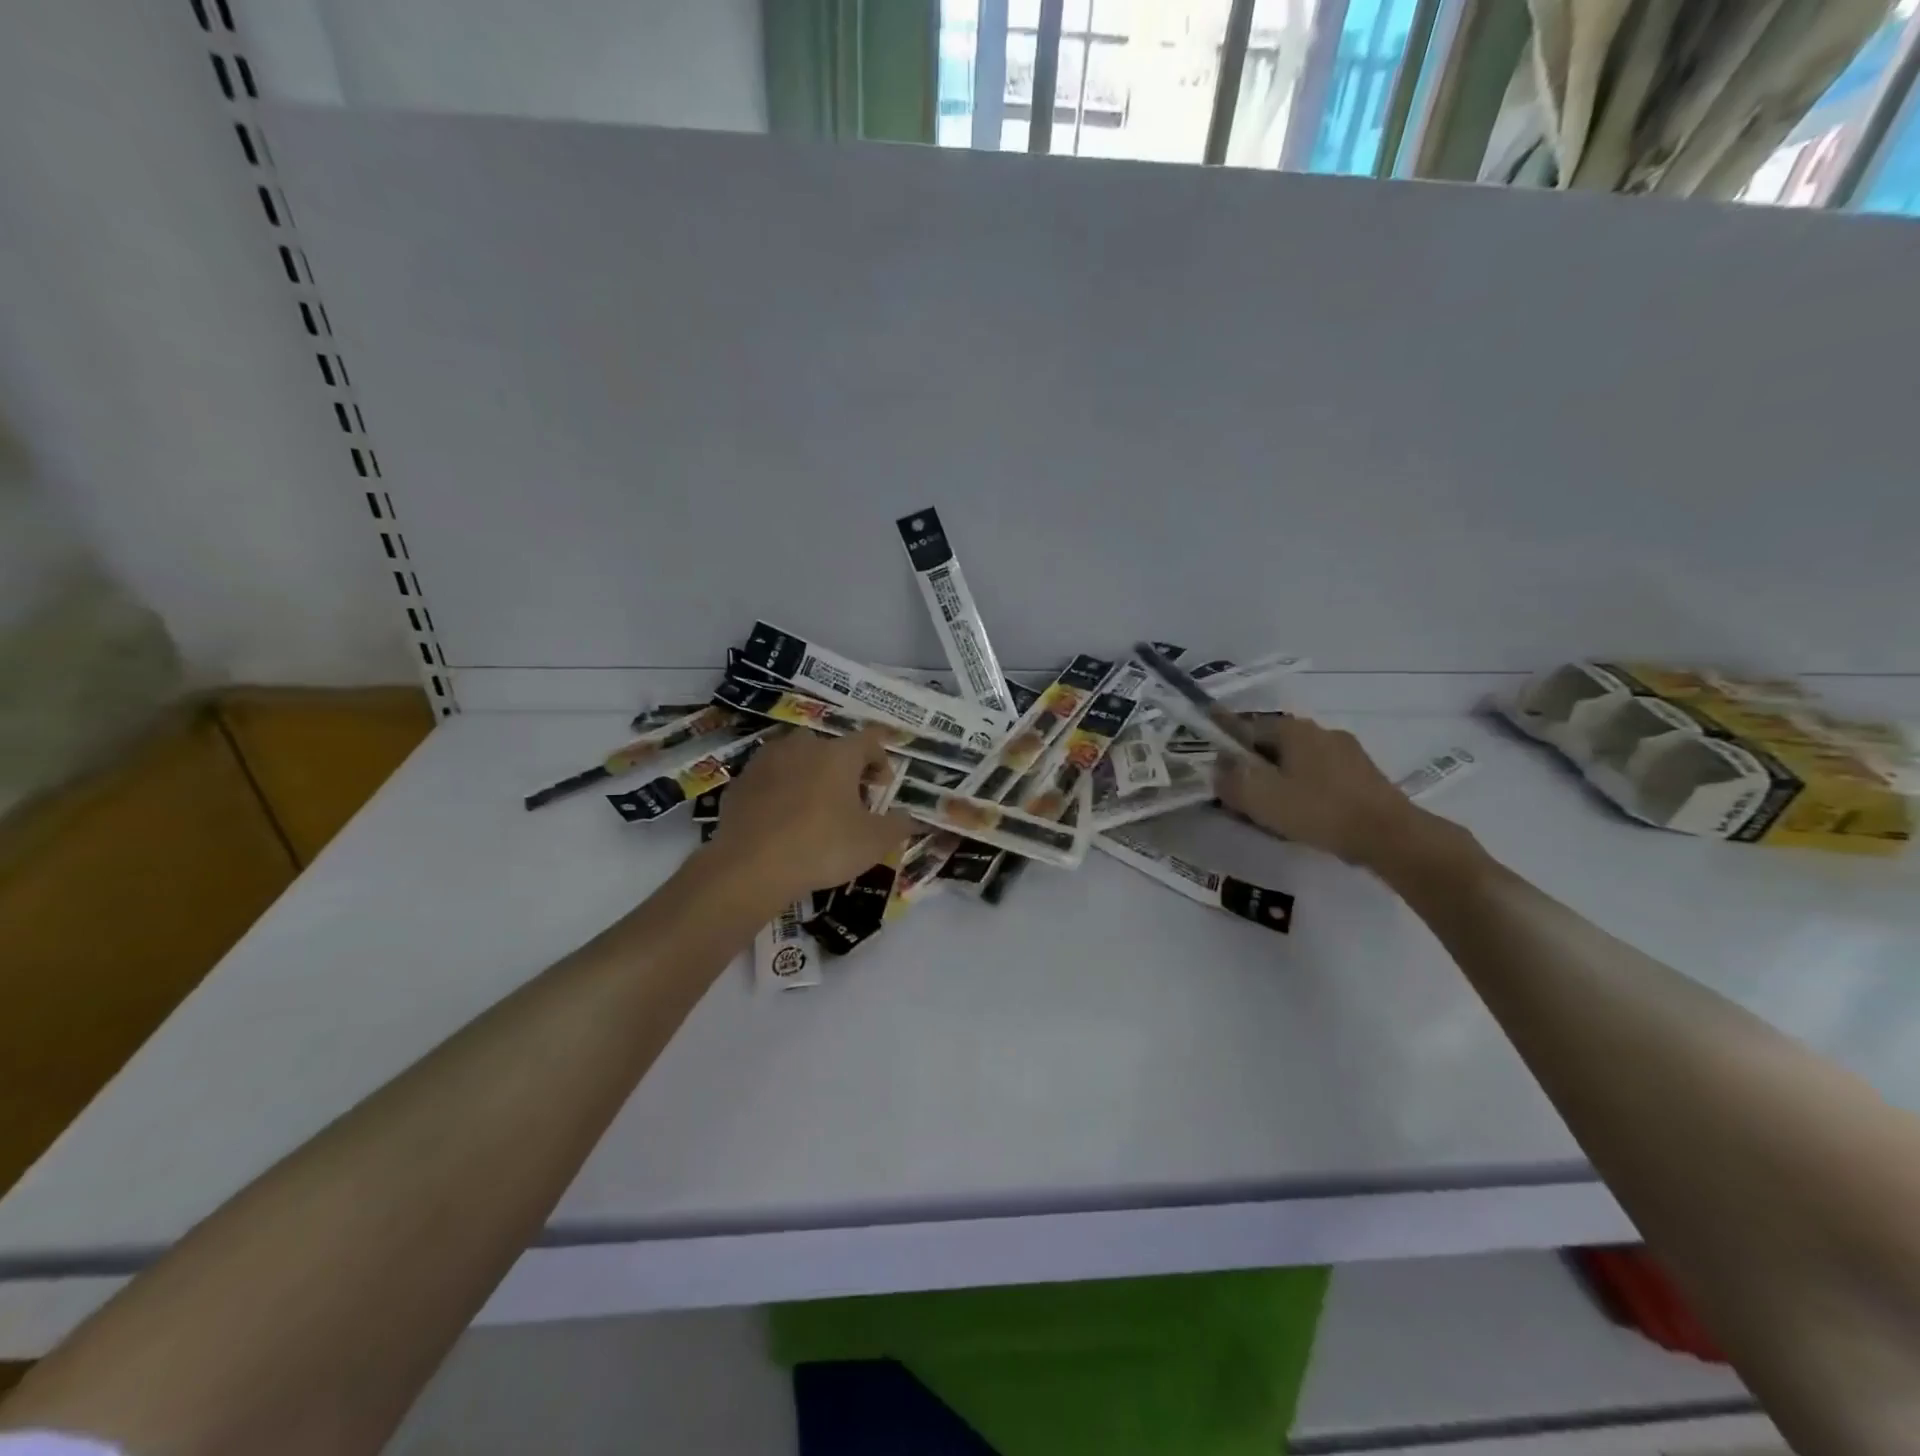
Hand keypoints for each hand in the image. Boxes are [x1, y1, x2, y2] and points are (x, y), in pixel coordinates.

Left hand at [709, 726, 914, 904]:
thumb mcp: (874, 842)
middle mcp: (802, 746)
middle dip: (843, 768)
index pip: (869, 740)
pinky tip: (781, 821)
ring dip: (809, 776)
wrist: (750, 867)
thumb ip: (898, 826)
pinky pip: (768, 780)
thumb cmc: (823, 847)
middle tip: (850, 800)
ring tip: (813, 808)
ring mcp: (766, 761)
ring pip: (796, 759)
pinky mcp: (739, 782)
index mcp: (838, 753)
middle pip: (830, 747)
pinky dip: (779, 793)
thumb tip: (908, 818)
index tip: (883, 786)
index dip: (881, 760)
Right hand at [1214, 714, 1425, 867]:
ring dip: (1279, 781)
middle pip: (1272, 746)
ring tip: (1270, 813)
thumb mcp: (1258, 797)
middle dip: (1252, 768)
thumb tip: (1219, 768)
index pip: (1245, 728)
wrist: (1388, 835)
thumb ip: (1229, 780)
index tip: (1214, 767)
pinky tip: (1303, 817)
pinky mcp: (1363, 776)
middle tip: (1239, 798)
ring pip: (1297, 763)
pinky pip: (1320, 778)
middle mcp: (1319, 731)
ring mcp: (1346, 752)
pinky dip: (1304, 792)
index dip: (1225, 747)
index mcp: (1292, 729)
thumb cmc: (1316, 809)